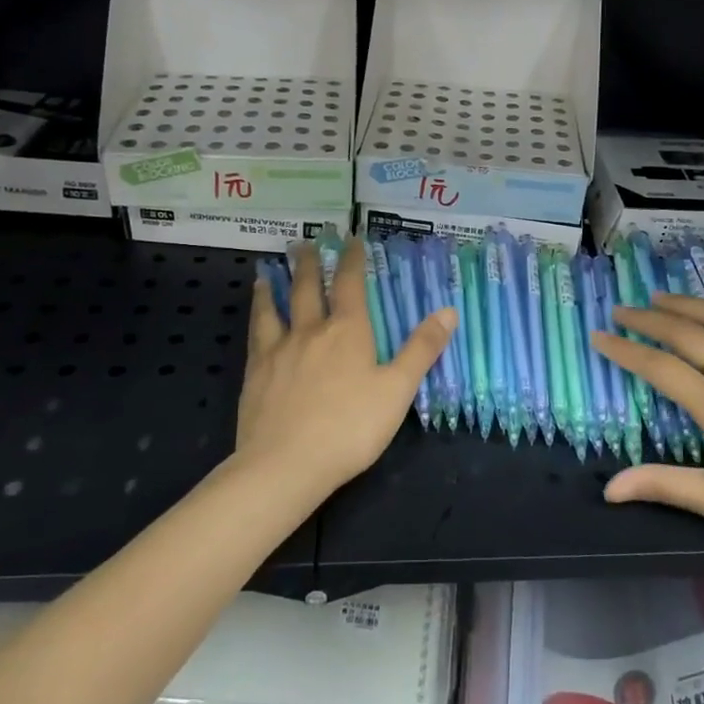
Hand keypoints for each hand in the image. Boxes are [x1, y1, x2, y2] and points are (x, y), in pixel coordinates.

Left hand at [236, 240, 455, 497]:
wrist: (286, 464)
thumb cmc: (350, 427)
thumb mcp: (397, 390)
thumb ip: (421, 349)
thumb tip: (448, 310)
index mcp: (347, 331)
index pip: (349, 284)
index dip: (351, 259)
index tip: (351, 239)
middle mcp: (310, 331)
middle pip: (306, 288)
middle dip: (308, 264)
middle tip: (304, 242)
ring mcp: (278, 351)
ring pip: (274, 308)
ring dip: (273, 287)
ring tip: (267, 272)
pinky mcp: (255, 374)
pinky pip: (255, 336)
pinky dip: (256, 318)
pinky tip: (254, 321)